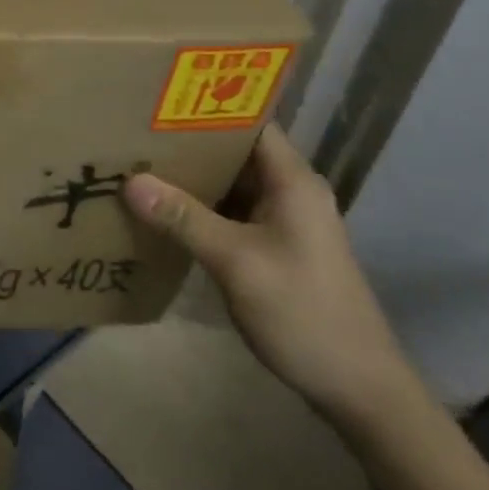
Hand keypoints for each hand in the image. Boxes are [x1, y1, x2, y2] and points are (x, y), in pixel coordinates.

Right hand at [123, 125, 420, 430]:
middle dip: (186, 142)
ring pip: (229, 183)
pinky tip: (162, 210)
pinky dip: (199, 207)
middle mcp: (290, 191)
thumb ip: (183, 218)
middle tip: (133, 131)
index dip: (207, 107)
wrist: (358, 389)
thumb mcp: (236, 262)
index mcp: (292, 181)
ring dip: (190, 176)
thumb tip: (130, 181)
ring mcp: (283, 221)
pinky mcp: (274, 247)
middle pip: (234, 151)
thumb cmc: (303, 313)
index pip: (249, 121)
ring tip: (138, 162)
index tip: (157, 100)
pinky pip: (230, 212)